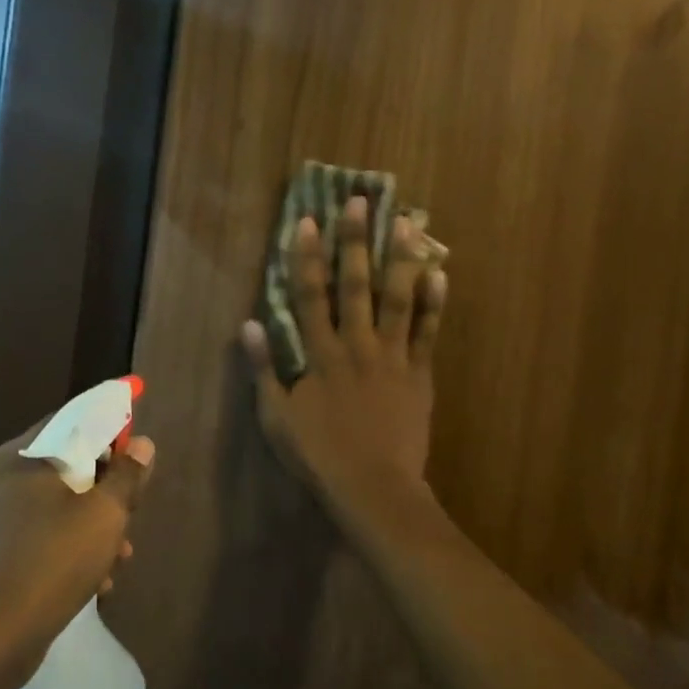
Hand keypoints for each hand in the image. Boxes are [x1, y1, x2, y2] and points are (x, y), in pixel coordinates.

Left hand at [0, 415, 155, 672]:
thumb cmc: (55, 559)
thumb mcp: (105, 513)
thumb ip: (127, 475)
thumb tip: (144, 444)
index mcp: (22, 456)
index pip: (72, 421)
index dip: (110, 426)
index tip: (136, 442)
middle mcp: (0, 478)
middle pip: (67, 465)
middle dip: (105, 488)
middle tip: (132, 509)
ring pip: (57, 504)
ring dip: (93, 523)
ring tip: (120, 555)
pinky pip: (41, 533)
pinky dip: (70, 545)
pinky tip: (97, 578)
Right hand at [243, 194, 446, 524]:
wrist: (373, 486)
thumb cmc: (319, 454)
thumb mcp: (276, 416)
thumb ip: (263, 369)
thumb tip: (248, 324)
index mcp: (320, 354)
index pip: (310, 295)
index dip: (306, 256)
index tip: (307, 221)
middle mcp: (357, 345)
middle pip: (356, 284)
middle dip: (354, 241)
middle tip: (358, 201)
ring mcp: (393, 356)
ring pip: (397, 298)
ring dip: (400, 258)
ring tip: (405, 221)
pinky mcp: (420, 373)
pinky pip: (429, 332)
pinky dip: (435, 302)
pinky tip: (440, 272)